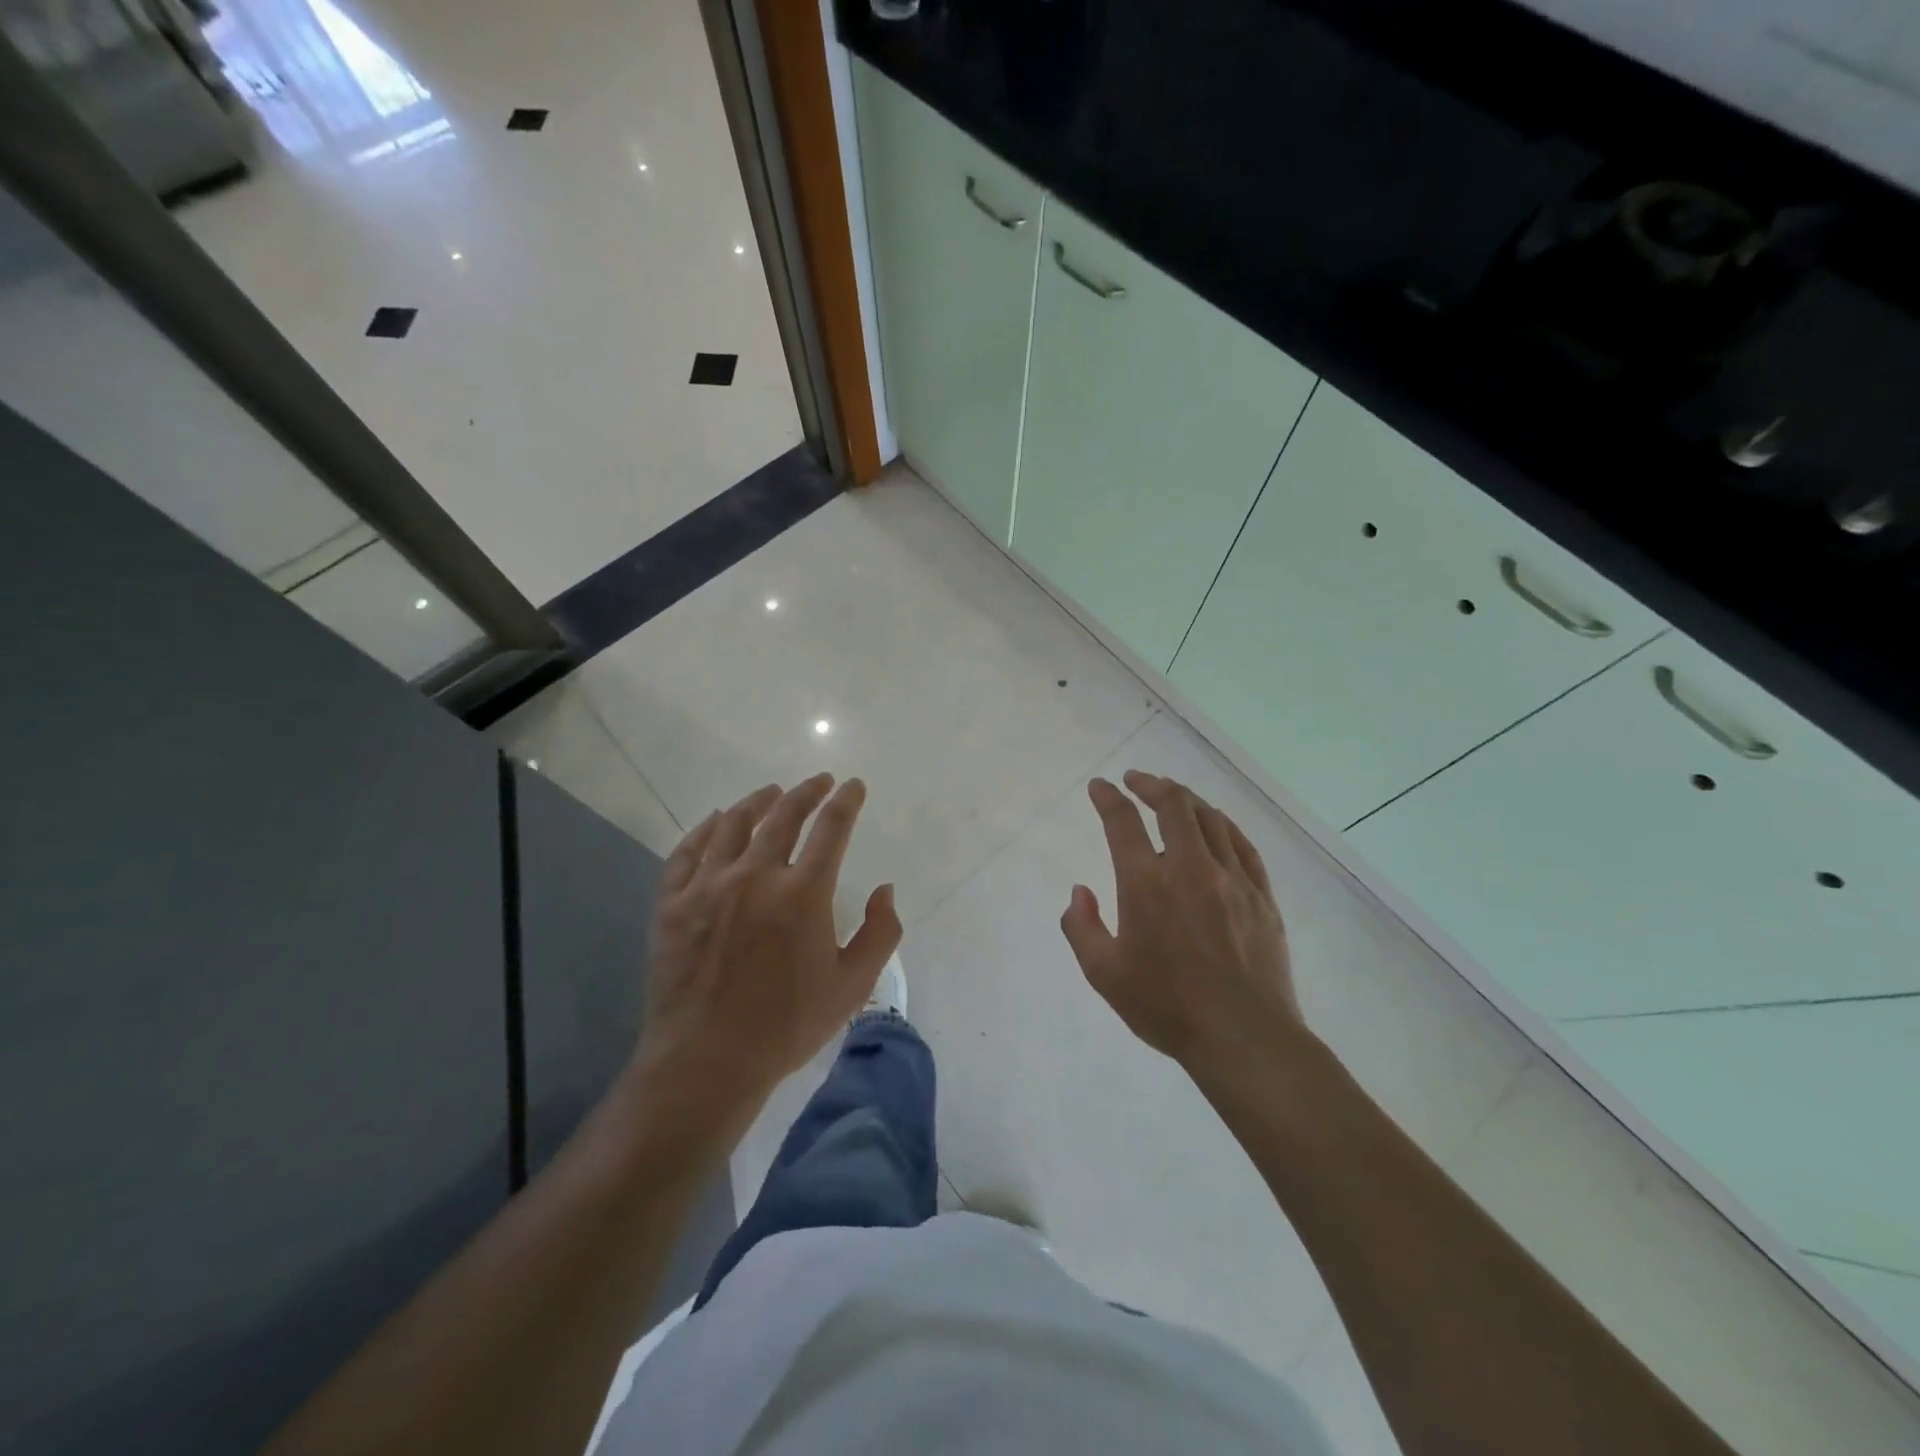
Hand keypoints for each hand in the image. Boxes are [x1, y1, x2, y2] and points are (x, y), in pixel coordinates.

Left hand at [629, 775, 901, 1140]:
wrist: (707, 1060)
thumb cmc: (787, 1025)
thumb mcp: (852, 985)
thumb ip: (880, 933)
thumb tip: (885, 890)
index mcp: (804, 894)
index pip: (832, 829)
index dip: (846, 801)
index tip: (853, 786)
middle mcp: (756, 876)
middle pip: (784, 816)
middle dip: (806, 791)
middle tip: (818, 781)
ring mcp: (708, 886)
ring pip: (734, 825)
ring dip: (757, 802)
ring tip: (770, 791)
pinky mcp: (672, 903)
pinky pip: (687, 852)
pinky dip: (705, 829)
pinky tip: (716, 821)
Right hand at [1061, 770, 1302, 1068]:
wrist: (1243, 1037)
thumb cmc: (1166, 1007)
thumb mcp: (1104, 974)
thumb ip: (1081, 927)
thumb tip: (1080, 891)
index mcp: (1146, 884)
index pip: (1122, 822)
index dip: (1107, 798)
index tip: (1099, 787)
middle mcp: (1189, 868)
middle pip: (1173, 805)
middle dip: (1150, 784)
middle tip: (1136, 780)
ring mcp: (1232, 878)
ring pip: (1209, 818)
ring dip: (1186, 799)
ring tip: (1172, 795)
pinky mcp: (1261, 894)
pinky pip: (1242, 844)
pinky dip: (1223, 825)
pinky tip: (1215, 825)